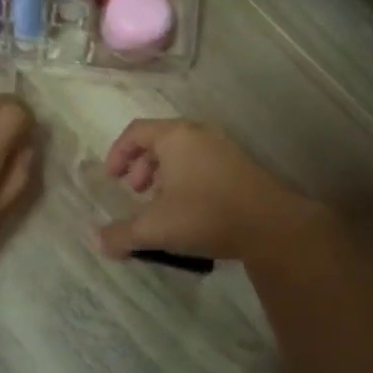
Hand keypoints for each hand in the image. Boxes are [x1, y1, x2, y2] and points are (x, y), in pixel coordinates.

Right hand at [97, 119, 318, 262]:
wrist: (272, 225)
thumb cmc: (205, 214)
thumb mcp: (155, 228)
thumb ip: (122, 235)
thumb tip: (99, 242)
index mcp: (176, 136)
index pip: (137, 131)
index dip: (118, 153)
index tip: (112, 179)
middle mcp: (200, 134)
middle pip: (161, 140)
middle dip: (142, 166)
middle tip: (136, 192)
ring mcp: (226, 149)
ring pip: (185, 154)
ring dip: (165, 175)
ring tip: (161, 204)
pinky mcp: (243, 167)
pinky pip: (204, 164)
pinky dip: (188, 180)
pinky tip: (190, 211)